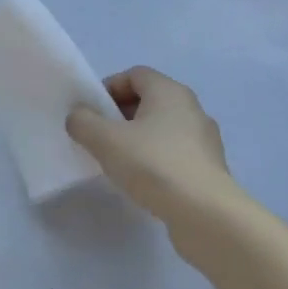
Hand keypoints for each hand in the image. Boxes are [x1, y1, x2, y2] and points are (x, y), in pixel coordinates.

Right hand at [67, 67, 247, 249]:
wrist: (205, 214)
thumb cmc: (153, 165)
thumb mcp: (104, 140)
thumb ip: (83, 121)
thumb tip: (79, 117)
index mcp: (169, 92)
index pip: (135, 74)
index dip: (109, 88)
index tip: (92, 113)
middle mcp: (191, 108)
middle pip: (148, 100)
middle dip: (119, 115)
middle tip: (99, 137)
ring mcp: (204, 139)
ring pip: (161, 128)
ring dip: (136, 138)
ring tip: (117, 162)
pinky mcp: (208, 167)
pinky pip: (174, 152)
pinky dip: (154, 158)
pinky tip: (141, 180)